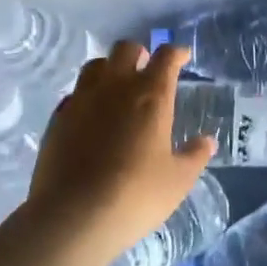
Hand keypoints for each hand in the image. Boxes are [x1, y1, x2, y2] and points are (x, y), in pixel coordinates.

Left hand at [27, 40, 216, 265]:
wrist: (72, 216)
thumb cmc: (135, 195)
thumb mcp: (177, 181)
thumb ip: (194, 156)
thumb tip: (207, 141)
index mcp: (151, 95)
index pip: (166, 57)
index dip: (176, 52)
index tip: (182, 57)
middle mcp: (116, 87)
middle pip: (126, 49)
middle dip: (140, 53)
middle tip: (147, 69)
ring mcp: (82, 99)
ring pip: (96, 65)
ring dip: (110, 68)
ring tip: (116, 87)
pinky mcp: (58, 118)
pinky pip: (75, 93)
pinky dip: (87, 96)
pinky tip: (91, 116)